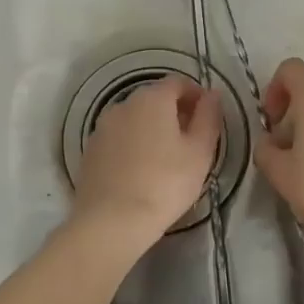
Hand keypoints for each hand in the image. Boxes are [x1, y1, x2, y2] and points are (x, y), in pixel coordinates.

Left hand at [72, 75, 221, 243]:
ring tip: (167, 159)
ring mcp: (103, 127)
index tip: (208, 117)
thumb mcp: (200, 152)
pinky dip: (134, 145)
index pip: (178, 81)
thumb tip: (212, 94)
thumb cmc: (164, 184)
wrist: (110, 221)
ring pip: (135, 118)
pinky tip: (142, 171)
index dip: (196, 94)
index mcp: (153, 98)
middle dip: (175, 112)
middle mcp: (124, 104)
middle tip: (192, 140)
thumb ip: (209, 117)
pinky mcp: (91, 150)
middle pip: (155, 98)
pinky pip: (119, 138)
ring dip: (153, 128)